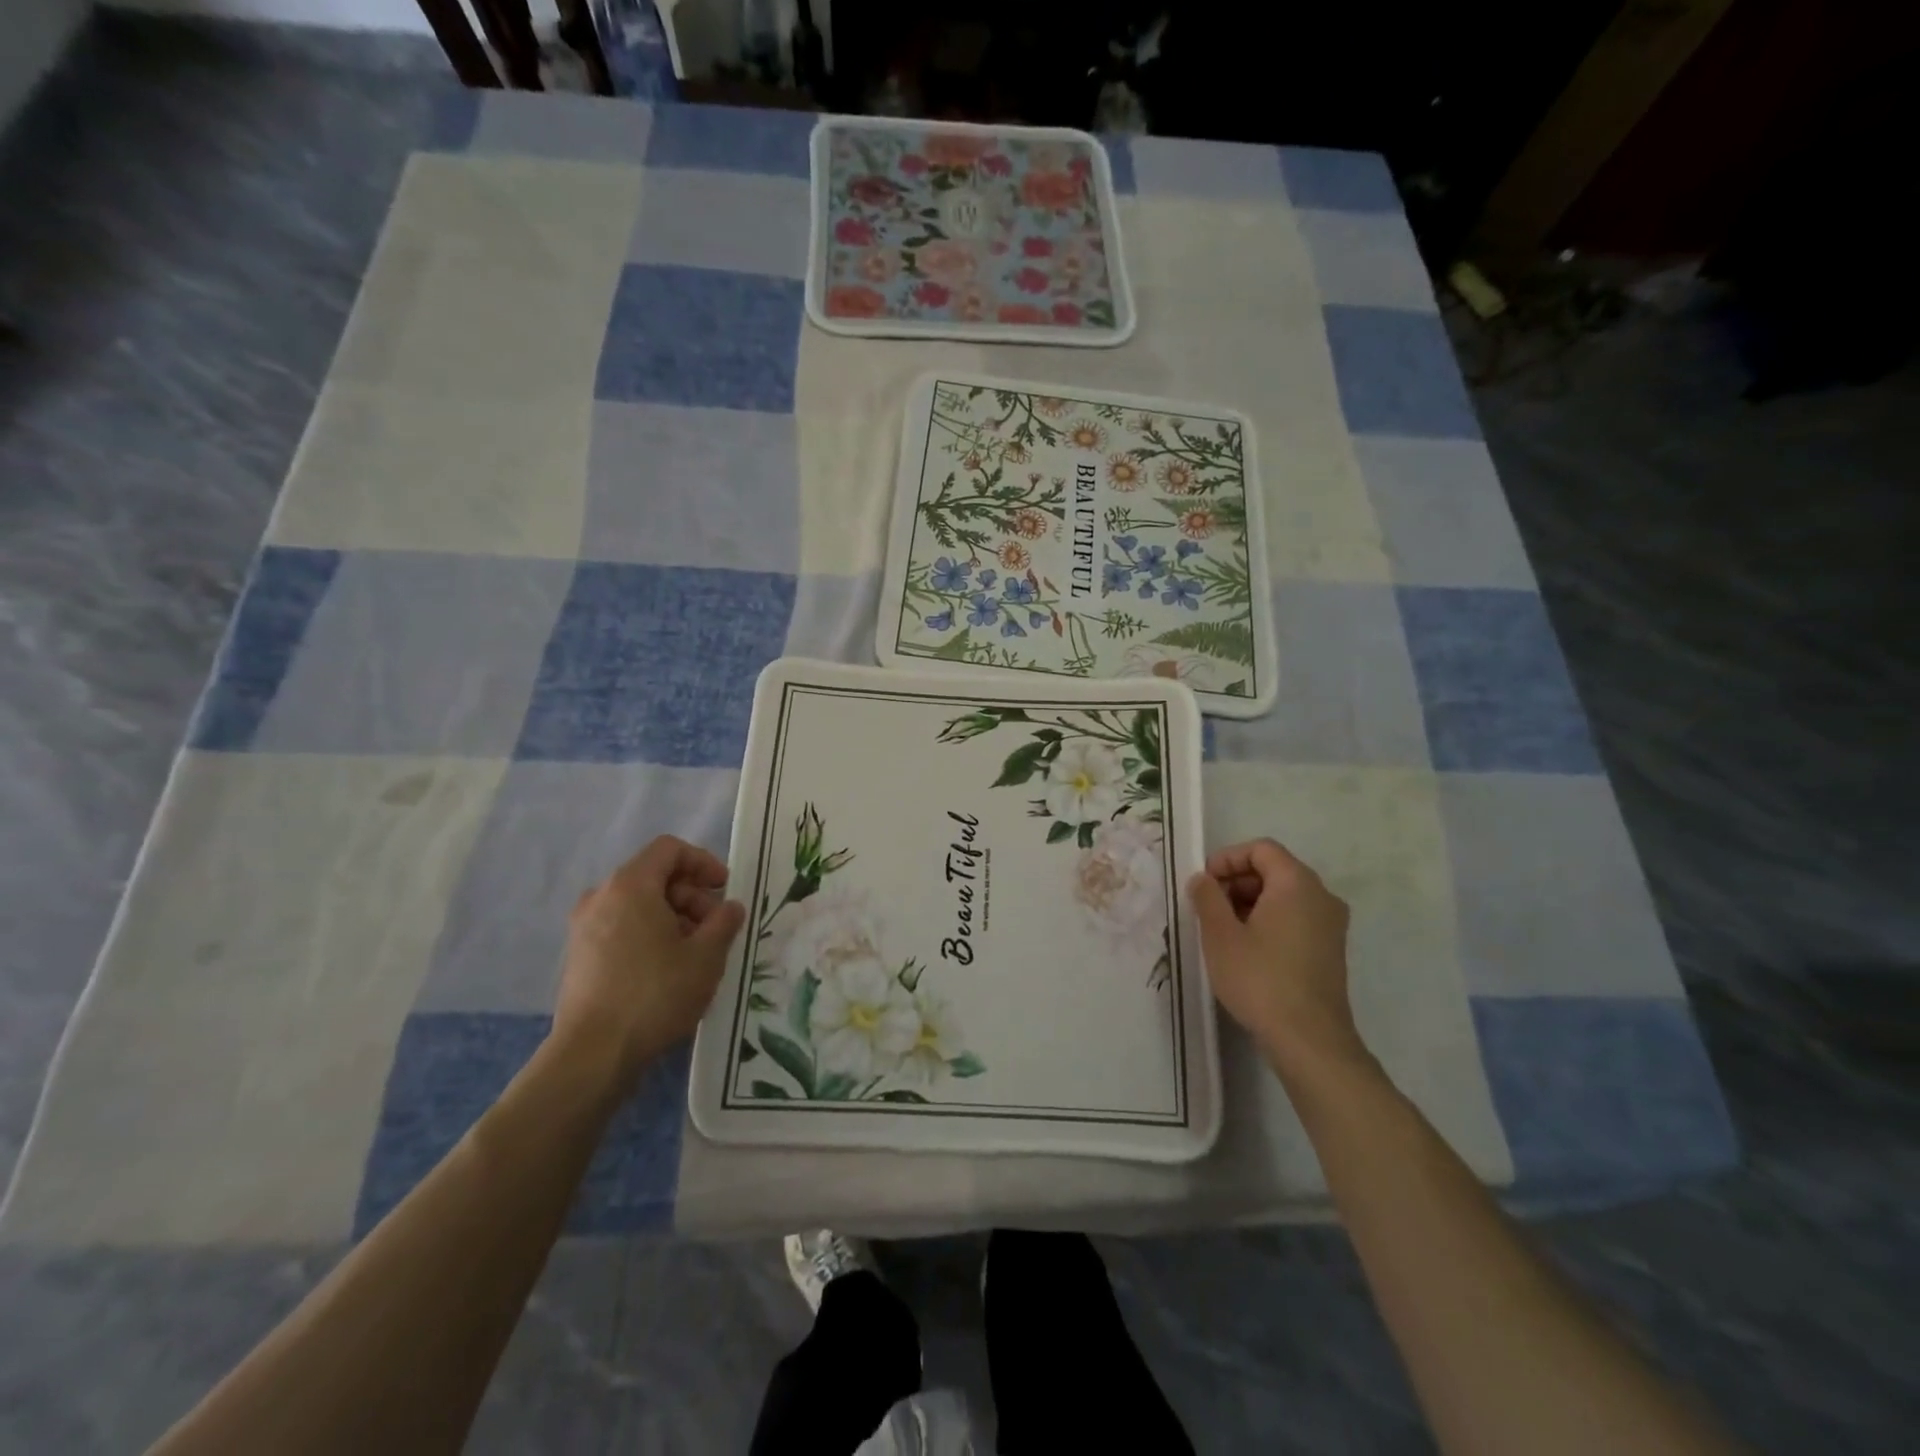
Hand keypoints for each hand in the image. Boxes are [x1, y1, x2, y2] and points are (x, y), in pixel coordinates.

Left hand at [552, 836, 745, 1087]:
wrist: (593, 1054)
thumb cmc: (655, 994)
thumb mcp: (706, 956)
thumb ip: (724, 922)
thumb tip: (730, 907)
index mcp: (631, 885)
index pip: (670, 850)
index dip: (703, 862)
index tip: (724, 889)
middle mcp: (601, 897)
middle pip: (655, 877)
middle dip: (691, 896)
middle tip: (715, 929)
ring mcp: (584, 928)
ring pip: (638, 905)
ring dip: (673, 918)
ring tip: (695, 954)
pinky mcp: (579, 957)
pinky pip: (622, 928)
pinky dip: (649, 936)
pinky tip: (667, 971)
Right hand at [1188, 839, 1369, 1080]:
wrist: (1309, 1040)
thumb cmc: (1260, 979)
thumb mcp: (1220, 935)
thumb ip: (1207, 897)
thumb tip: (1202, 879)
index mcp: (1297, 883)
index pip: (1261, 849)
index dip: (1227, 859)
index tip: (1204, 884)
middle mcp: (1322, 896)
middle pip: (1275, 870)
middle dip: (1237, 882)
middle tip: (1209, 908)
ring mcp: (1331, 925)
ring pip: (1285, 896)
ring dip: (1251, 903)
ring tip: (1223, 932)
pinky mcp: (1331, 950)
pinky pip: (1296, 918)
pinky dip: (1269, 921)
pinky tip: (1247, 950)